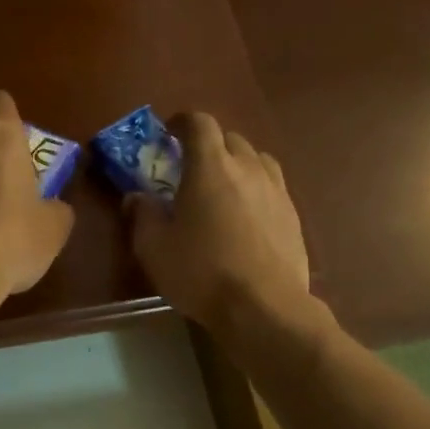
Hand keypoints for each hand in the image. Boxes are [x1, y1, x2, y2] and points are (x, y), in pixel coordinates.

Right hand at [125, 112, 310, 335]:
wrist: (264, 307)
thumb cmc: (202, 272)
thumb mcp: (154, 248)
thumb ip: (143, 215)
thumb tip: (136, 197)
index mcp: (211, 167)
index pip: (200, 123)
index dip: (183, 121)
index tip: (169, 132)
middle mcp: (248, 168)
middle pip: (230, 138)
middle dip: (210, 145)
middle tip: (192, 167)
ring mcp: (276, 190)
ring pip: (257, 159)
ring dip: (237, 164)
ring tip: (224, 187)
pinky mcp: (293, 215)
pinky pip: (272, 186)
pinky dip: (256, 189)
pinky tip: (247, 215)